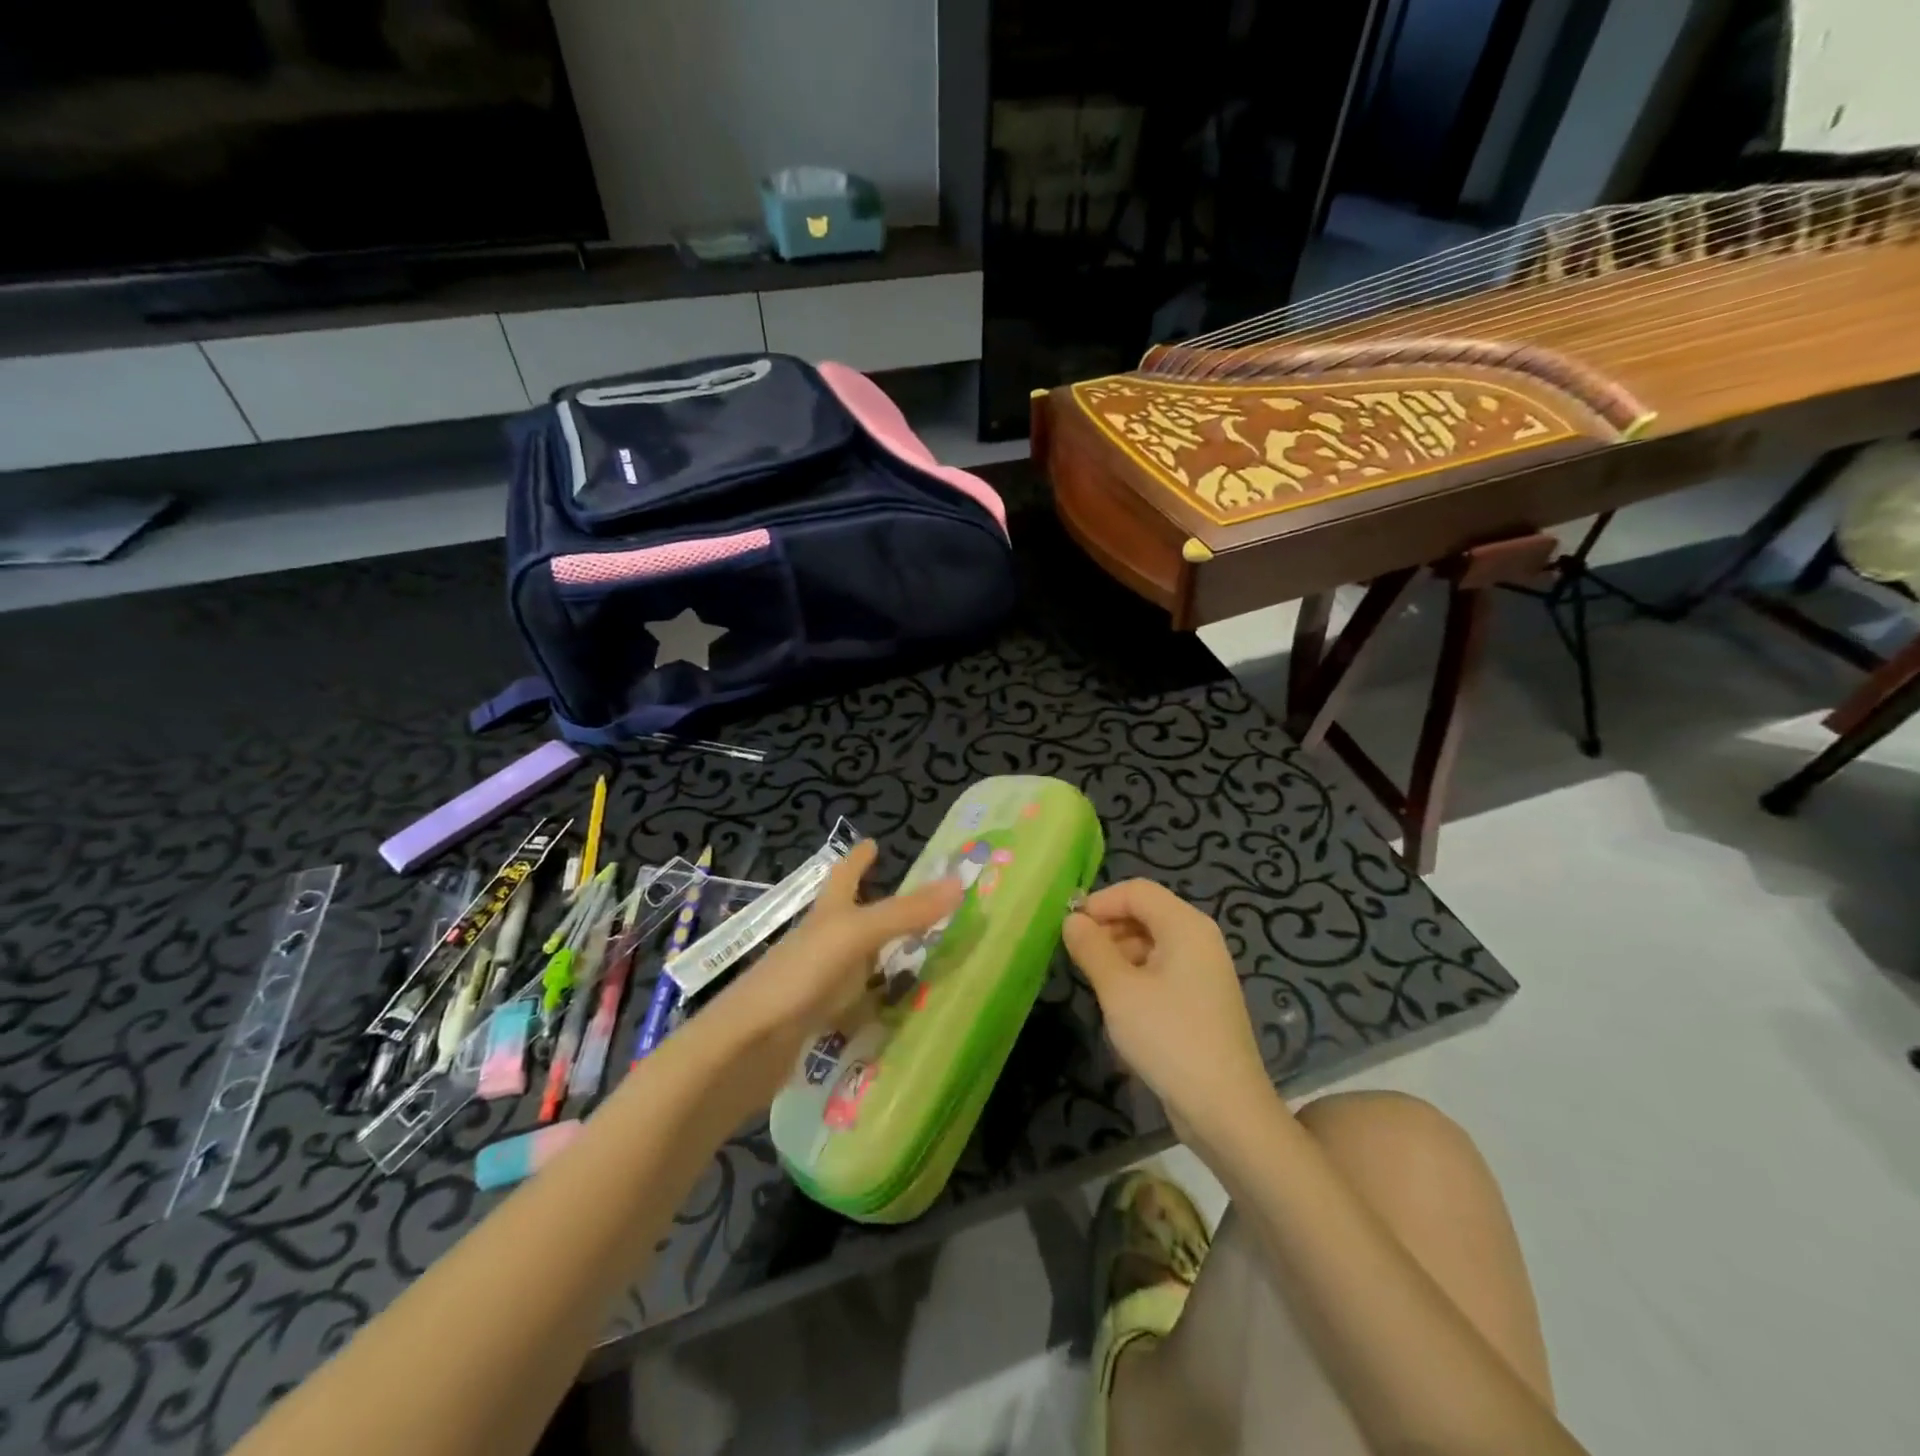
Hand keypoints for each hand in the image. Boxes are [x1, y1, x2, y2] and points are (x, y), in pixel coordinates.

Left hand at [709, 841, 961, 1092]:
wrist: (745, 1048)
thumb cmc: (799, 976)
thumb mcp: (856, 936)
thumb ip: (905, 912)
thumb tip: (959, 881)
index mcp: (826, 915)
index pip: (843, 876)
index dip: (857, 859)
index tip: (872, 842)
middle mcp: (819, 943)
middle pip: (849, 918)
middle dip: (875, 908)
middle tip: (916, 907)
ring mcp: (815, 983)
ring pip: (854, 963)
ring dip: (880, 958)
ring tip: (917, 959)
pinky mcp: (814, 1021)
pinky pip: (853, 1005)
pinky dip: (874, 1004)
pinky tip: (895, 1013)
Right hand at [1063, 880, 1275, 1145]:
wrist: (1225, 1109)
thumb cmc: (1168, 1038)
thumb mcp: (1119, 990)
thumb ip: (1091, 948)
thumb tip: (1072, 920)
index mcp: (1186, 926)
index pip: (1136, 891)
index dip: (1100, 902)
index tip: (1069, 929)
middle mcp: (1200, 938)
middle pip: (1146, 913)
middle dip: (1108, 928)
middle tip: (1077, 958)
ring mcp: (1204, 969)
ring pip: (1152, 942)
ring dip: (1119, 954)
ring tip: (1095, 984)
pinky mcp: (1202, 998)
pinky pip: (1163, 969)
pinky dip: (1136, 976)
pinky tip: (1120, 1006)